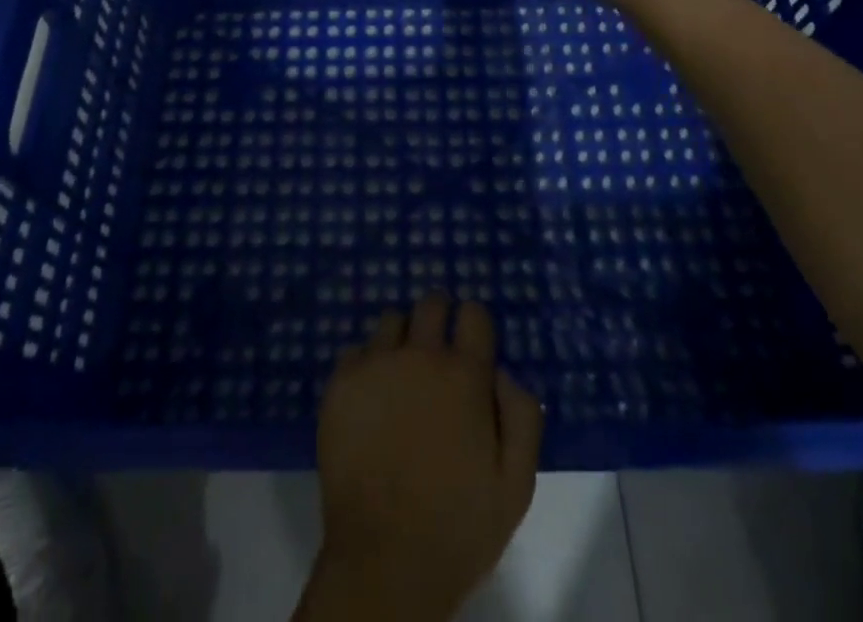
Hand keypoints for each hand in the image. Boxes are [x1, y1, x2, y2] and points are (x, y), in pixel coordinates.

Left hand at [304, 295, 542, 621]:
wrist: (385, 560)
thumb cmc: (459, 526)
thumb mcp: (517, 483)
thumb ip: (522, 415)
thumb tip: (502, 371)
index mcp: (465, 374)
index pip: (474, 313)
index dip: (475, 324)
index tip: (472, 342)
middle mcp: (420, 355)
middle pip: (431, 303)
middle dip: (439, 316)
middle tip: (437, 350)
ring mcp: (376, 364)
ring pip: (391, 321)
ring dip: (402, 339)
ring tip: (402, 375)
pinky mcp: (341, 382)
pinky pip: (356, 352)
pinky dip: (367, 366)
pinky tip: (371, 399)